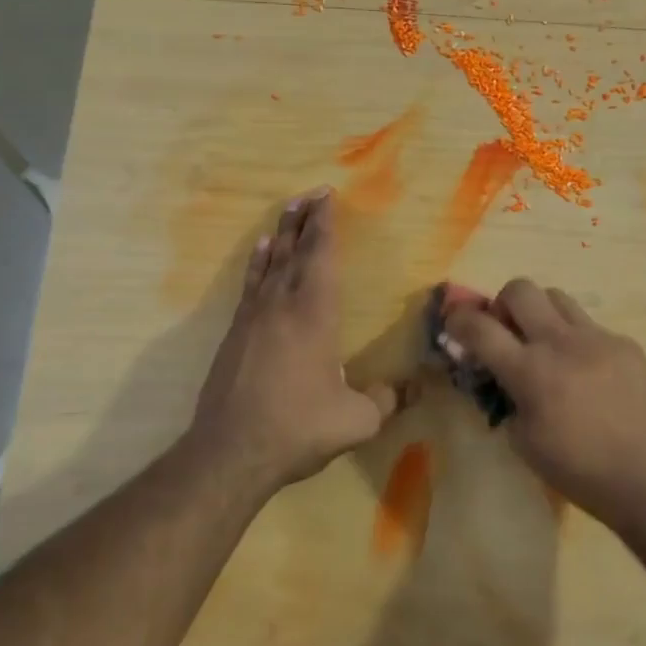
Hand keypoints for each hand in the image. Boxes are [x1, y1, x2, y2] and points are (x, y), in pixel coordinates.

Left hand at [187, 189, 399, 495]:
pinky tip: (260, 251)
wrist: (230, 452)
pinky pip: (250, 284)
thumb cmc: (298, 428)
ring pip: (270, 262)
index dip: (326, 225)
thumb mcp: (356, 421)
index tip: (328, 197)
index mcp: (314, 315)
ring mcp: (254, 317)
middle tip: (312, 193)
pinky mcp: (236, 333)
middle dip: (305, 220)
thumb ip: (387, 400)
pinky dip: (257, 262)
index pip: (321, 257)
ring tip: (288, 209)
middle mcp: (282, 305)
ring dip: (281, 233)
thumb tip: (415, 388)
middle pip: (294, 251)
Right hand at [443, 279, 645, 527]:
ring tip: (547, 345)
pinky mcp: (626, 344)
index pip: (481, 327)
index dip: (459, 319)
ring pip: (557, 296)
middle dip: (503, 304)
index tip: (454, 322)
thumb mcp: (526, 444)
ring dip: (541, 313)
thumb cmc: (582, 472)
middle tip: (507, 331)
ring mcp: (598, 338)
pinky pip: (590, 326)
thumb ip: (508, 400)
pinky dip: (576, 340)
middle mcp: (561, 342)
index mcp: (531, 371)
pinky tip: (588, 374)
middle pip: (521, 289)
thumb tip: (503, 378)